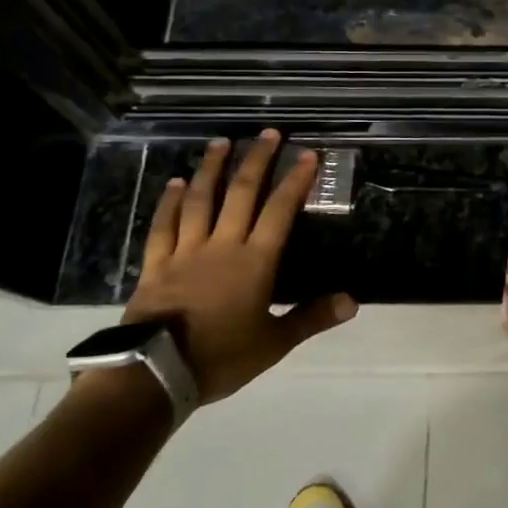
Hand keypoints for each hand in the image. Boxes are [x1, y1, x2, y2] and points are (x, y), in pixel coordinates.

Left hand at [123, 130, 354, 403]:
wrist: (154, 374)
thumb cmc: (220, 357)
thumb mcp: (274, 343)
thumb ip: (312, 318)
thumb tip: (353, 301)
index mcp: (255, 261)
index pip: (280, 210)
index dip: (296, 180)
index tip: (308, 154)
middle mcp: (222, 245)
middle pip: (241, 193)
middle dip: (257, 160)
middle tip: (268, 133)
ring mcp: (186, 251)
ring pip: (200, 200)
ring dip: (212, 169)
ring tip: (221, 142)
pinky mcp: (156, 264)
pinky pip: (163, 225)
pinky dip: (169, 201)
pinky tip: (174, 183)